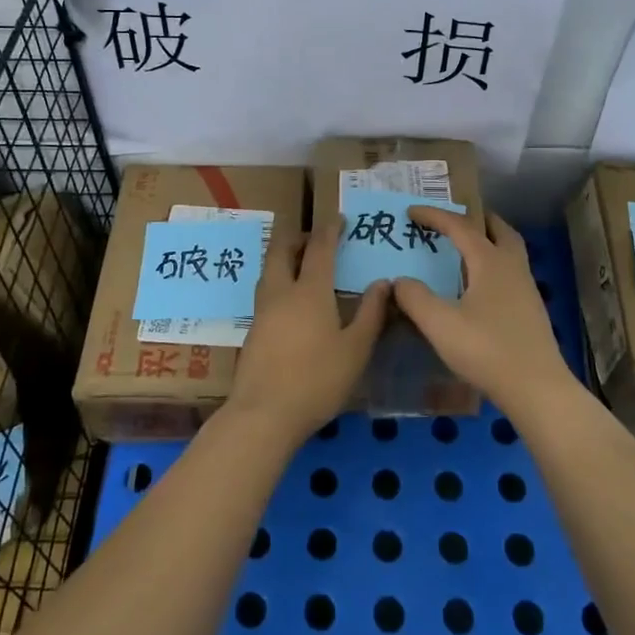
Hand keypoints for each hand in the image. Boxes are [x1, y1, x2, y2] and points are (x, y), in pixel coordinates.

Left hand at [226, 214, 388, 444]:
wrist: (264, 414)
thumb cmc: (317, 380)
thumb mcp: (355, 349)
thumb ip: (370, 314)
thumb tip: (382, 283)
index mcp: (309, 290)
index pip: (319, 248)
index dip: (329, 230)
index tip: (338, 220)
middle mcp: (281, 292)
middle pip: (280, 249)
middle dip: (296, 236)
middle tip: (313, 238)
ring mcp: (262, 311)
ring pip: (268, 269)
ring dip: (283, 257)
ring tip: (300, 263)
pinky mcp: (252, 330)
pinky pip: (265, 291)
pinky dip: (278, 281)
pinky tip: (289, 301)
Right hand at [393, 207, 577, 411]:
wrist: (537, 389)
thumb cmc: (487, 350)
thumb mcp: (440, 325)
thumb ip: (415, 298)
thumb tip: (400, 281)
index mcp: (490, 262)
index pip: (460, 226)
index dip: (434, 216)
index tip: (410, 211)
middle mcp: (512, 267)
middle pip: (498, 229)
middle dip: (474, 219)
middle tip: (453, 220)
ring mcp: (526, 289)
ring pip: (508, 250)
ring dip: (487, 241)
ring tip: (464, 249)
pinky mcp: (530, 310)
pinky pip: (510, 271)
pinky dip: (492, 265)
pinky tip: (478, 286)